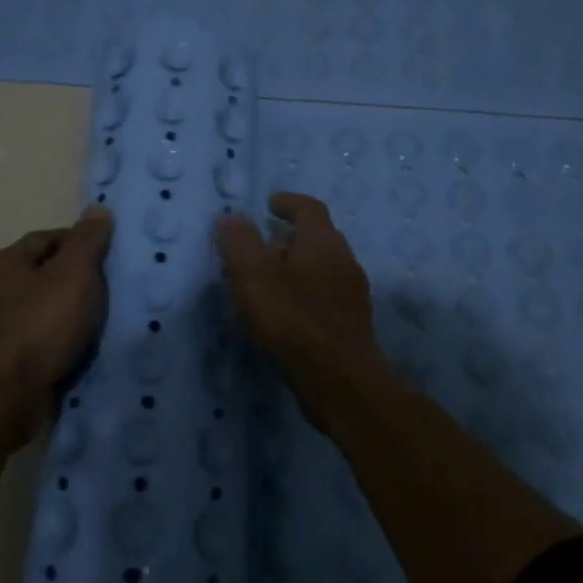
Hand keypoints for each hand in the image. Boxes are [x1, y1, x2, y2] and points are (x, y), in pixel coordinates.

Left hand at [0, 207, 113, 437]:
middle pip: (40, 275)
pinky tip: (76, 352)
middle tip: (107, 291)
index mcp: (5, 262)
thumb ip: (87, 241)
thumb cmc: (41, 324)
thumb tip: (97, 209)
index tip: (107, 257)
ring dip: (63, 316)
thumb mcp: (74, 274)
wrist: (4, 393)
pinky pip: (35, 344)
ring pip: (37, 311)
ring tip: (96, 325)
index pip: (47, 238)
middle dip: (71, 281)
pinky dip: (55, 344)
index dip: (78, 243)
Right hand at [215, 193, 382, 390]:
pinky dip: (304, 291)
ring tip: (267, 281)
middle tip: (261, 245)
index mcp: (323, 242)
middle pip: (318, 237)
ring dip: (296, 266)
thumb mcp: (254, 277)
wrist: (340, 380)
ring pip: (322, 267)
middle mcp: (344, 260)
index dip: (288, 203)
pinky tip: (285, 313)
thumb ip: (240, 243)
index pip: (309, 208)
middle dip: (289, 237)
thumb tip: (230, 216)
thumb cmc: (293, 320)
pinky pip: (325, 294)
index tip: (269, 204)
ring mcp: (352, 293)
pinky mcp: (351, 322)